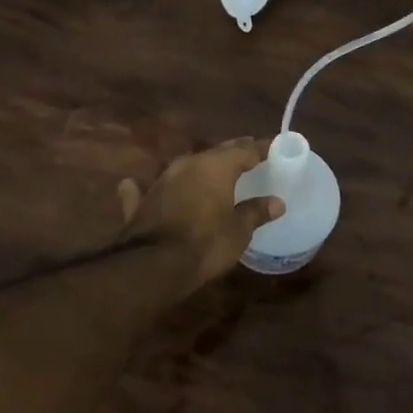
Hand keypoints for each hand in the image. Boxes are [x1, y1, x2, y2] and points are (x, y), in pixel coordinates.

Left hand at [117, 137, 282, 287]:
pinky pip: (148, 187)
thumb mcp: (239, 231)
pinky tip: (135, 183)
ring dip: (201, 168)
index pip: (244, 149)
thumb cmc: (206, 244)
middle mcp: (188, 164)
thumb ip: (256, 212)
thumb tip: (277, 202)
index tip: (273, 147)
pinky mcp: (142, 200)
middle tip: (249, 155)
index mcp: (215, 166)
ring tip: (215, 172)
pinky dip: (149, 186)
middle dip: (233, 153)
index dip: (260, 148)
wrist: (153, 265)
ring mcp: (161, 180)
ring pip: (187, 166)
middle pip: (215, 153)